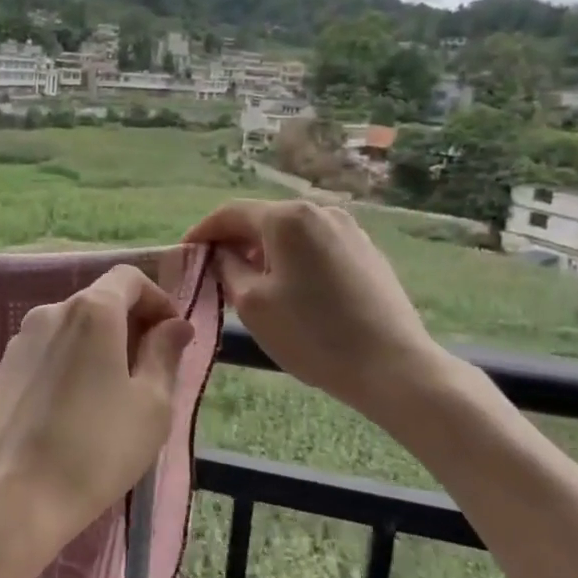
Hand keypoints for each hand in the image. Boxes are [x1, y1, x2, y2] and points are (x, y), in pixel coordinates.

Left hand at [0, 264, 194, 569]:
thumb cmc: (96, 449)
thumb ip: (165, 354)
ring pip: (69, 330)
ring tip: (109, 397)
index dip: (157, 299)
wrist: (13, 498)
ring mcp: (18, 342)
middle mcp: (49, 313)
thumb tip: (175, 325)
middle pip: (97, 302)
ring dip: (96, 348)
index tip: (171, 336)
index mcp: (91, 311)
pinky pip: (44, 355)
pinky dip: (65, 367)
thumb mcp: (151, 405)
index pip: (128, 278)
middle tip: (148, 372)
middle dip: (128, 326)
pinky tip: (70, 413)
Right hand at [185, 200, 451, 422]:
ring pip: (290, 234)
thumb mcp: (251, 303)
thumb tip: (220, 253)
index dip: (203, 232)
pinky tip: (291, 290)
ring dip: (264, 252)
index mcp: (288, 218)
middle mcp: (319, 211)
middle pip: (262, 219)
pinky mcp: (366, 251)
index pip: (230, 213)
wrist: (393, 366)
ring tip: (250, 283)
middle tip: (214, 272)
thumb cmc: (312, 335)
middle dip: (234, 242)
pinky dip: (293, 260)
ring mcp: (348, 230)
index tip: (185, 254)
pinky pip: (315, 246)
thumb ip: (226, 268)